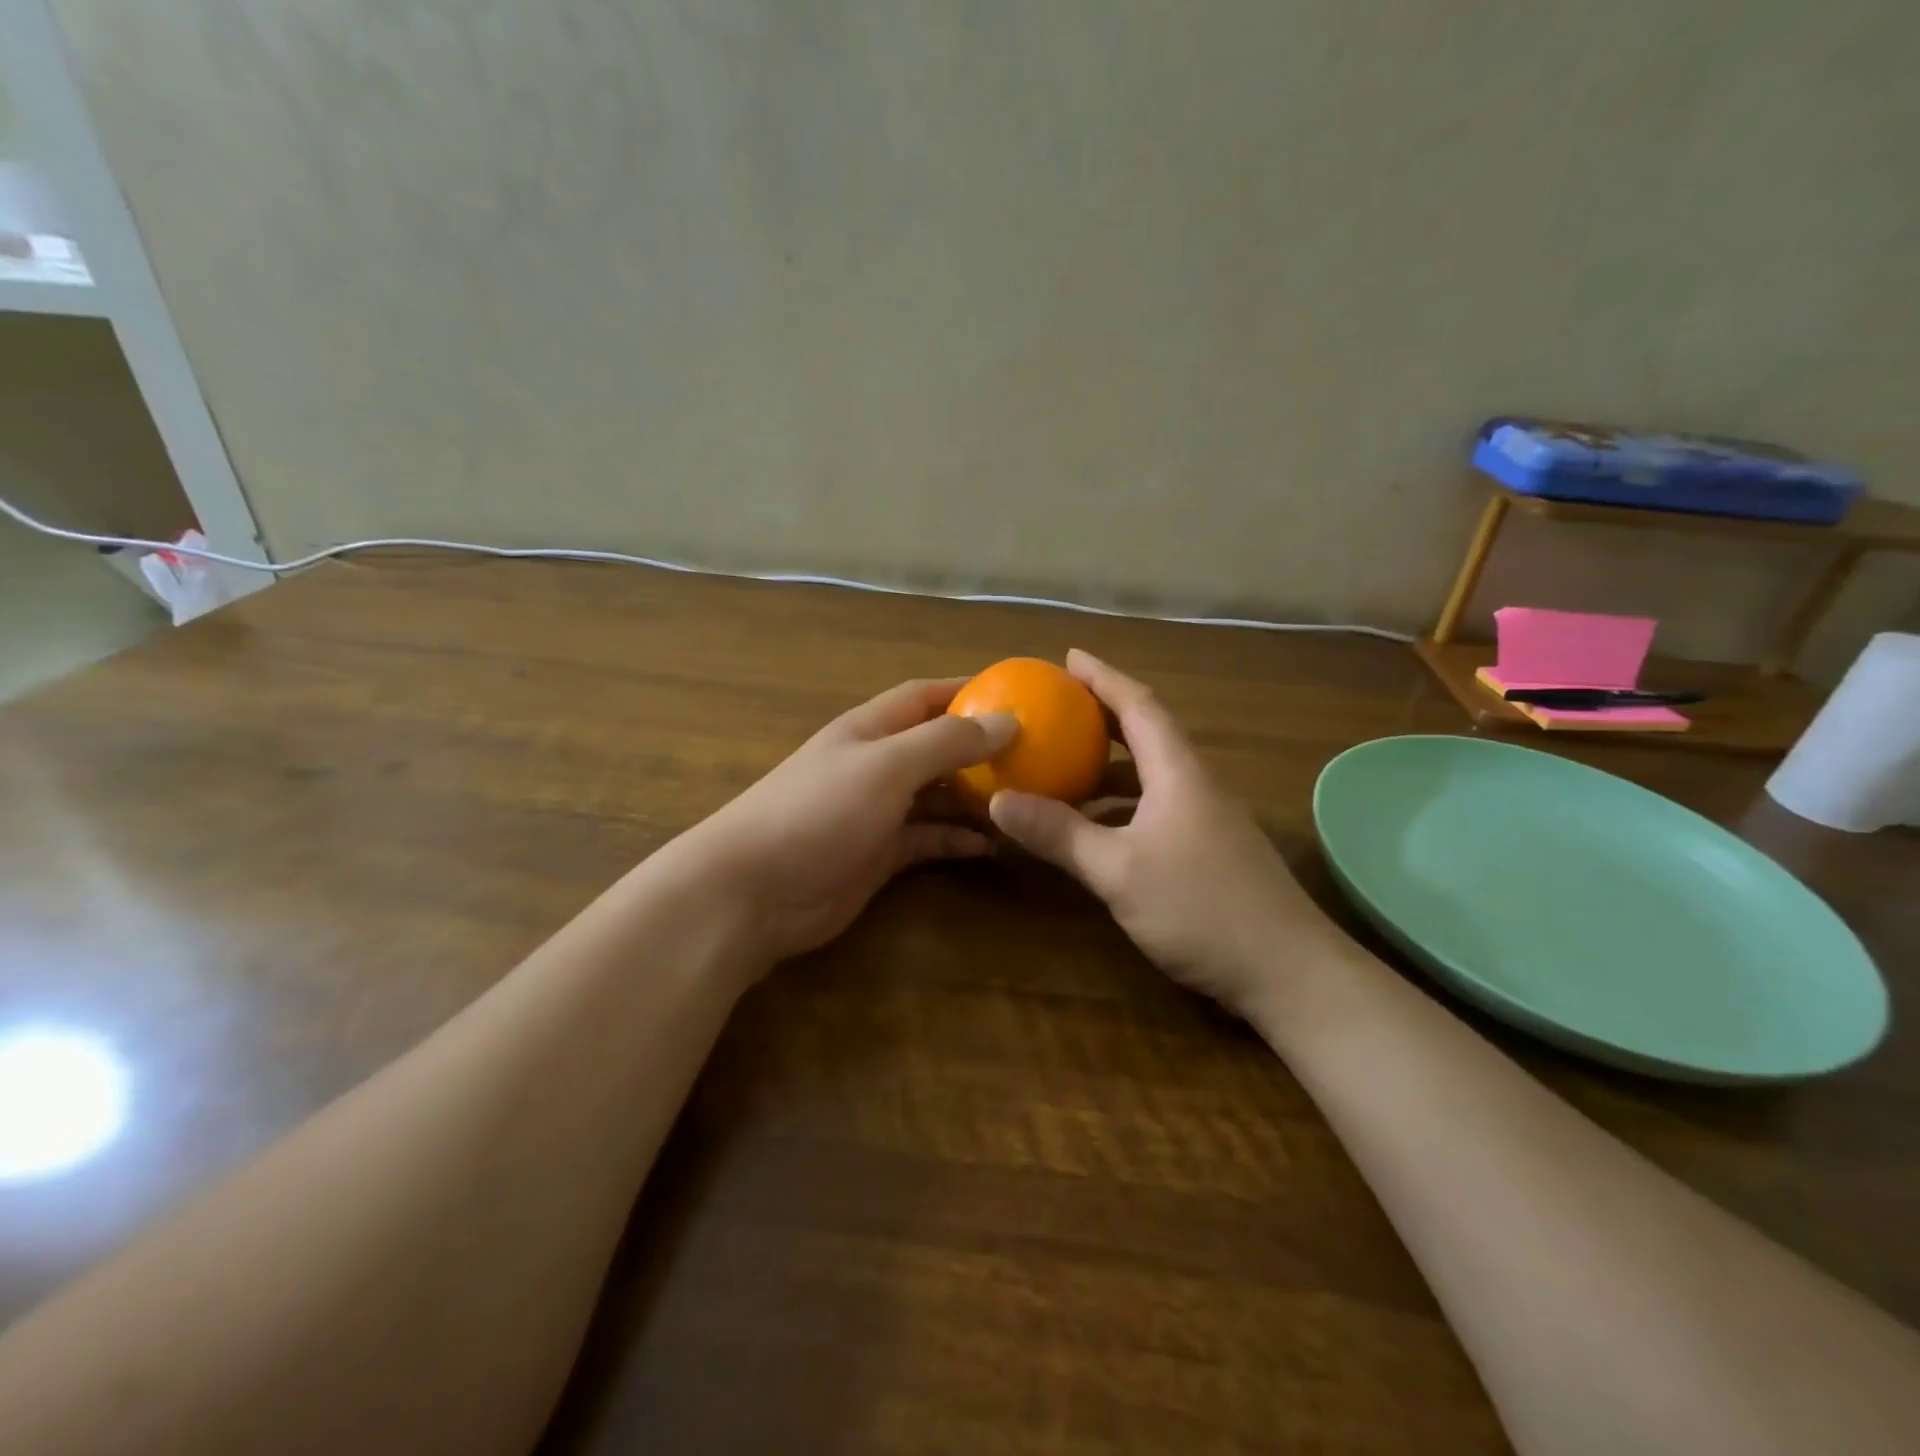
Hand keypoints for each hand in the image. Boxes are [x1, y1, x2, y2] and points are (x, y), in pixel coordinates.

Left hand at [674, 678, 1016, 964]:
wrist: (754, 891)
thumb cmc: (819, 811)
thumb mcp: (887, 765)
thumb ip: (947, 741)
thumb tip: (1008, 720)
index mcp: (872, 729)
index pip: (926, 696)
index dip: (968, 690)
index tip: (1019, 695)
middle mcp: (876, 764)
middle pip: (937, 746)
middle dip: (981, 749)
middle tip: (1036, 756)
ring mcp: (877, 811)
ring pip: (937, 795)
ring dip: (975, 798)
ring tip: (1024, 801)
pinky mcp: (879, 855)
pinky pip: (928, 839)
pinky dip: (957, 840)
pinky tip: (991, 846)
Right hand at [988, 650, 1342, 1016]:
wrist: (1289, 974)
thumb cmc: (1202, 908)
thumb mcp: (1118, 870)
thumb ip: (1059, 834)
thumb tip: (998, 799)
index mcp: (1179, 773)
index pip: (1139, 705)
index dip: (1103, 678)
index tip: (1068, 657)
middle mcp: (1195, 785)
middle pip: (1147, 733)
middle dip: (1102, 714)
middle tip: (1057, 707)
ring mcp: (1207, 820)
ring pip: (1151, 774)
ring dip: (1109, 763)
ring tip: (1064, 761)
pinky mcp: (1209, 851)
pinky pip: (1155, 807)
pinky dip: (1121, 803)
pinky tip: (1095, 825)